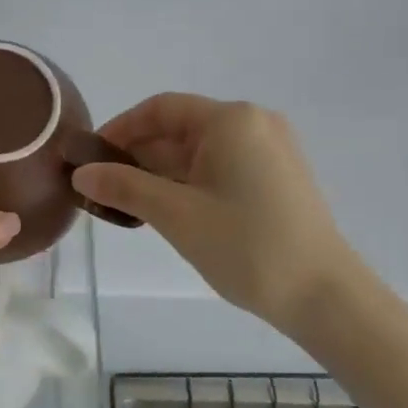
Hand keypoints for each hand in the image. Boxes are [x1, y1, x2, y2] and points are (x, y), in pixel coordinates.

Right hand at [72, 95, 350, 333]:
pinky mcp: (278, 177)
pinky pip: (221, 168)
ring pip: (200, 151)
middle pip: (180, 129)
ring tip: (127, 204)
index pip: (161, 109)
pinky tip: (167, 210)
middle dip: (139, 155)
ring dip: (161, 173)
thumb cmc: (247, 246)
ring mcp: (270, 150)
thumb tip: (81, 174)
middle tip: (103, 187)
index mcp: (231, 119)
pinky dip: (189, 183)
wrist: (326, 297)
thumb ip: (125, 187)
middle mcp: (254, 123)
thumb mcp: (177, 215)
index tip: (90, 157)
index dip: (120, 129)